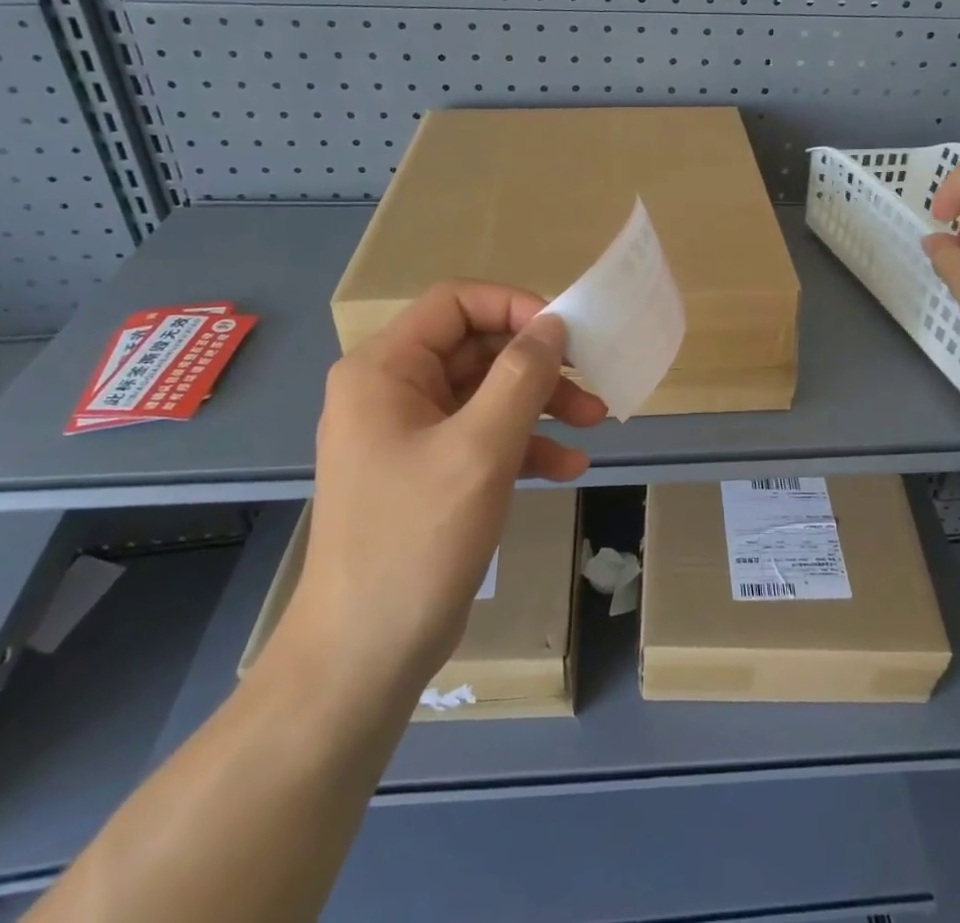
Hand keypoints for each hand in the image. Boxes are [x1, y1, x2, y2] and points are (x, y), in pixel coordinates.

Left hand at [272, 283, 604, 697]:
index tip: (565, 333)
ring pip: (486, 393)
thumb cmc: (416, 540)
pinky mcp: (428, 471)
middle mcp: (392, 390)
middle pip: (476, 348)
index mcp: (385, 369)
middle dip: (537, 365)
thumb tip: (553, 324)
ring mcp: (410, 433)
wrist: (364, 657)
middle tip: (590, 381)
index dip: (514, 306)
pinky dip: (525, 444)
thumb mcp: (480, 449)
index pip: (456, 303)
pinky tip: (568, 467)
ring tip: (594, 422)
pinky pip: (483, 436)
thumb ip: (521, 377)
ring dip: (541, 404)